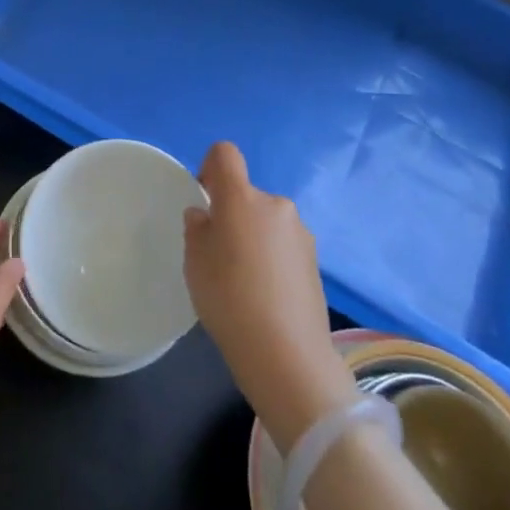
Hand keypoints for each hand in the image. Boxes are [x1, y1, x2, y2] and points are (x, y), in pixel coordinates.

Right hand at [184, 143, 355, 449]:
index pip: (225, 154)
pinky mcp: (315, 261)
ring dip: (253, 237)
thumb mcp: (195, 261)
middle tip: (218, 254)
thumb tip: (206, 216)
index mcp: (242, 198)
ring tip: (243, 281)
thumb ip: (197, 228)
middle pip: (247, 194)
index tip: (204, 200)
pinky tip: (264, 295)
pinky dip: (271, 258)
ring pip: (266, 221)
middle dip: (231, 214)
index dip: (210, 167)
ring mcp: (300, 233)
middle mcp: (276, 205)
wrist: (287, 355)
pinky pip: (283, 245)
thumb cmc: (229, 299)